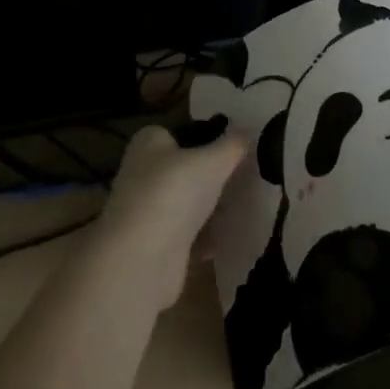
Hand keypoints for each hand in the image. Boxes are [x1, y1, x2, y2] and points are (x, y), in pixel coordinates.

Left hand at [100, 121, 248, 308]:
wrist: (142, 258)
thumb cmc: (174, 191)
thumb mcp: (213, 160)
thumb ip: (233, 144)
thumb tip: (247, 129)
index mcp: (148, 143)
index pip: (178, 132)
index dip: (205, 137)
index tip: (234, 148)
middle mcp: (142, 173)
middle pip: (183, 168)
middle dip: (211, 174)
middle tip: (245, 177)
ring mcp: (146, 210)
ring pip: (185, 202)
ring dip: (210, 206)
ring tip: (243, 205)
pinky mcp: (153, 244)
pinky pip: (186, 234)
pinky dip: (206, 236)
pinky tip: (229, 236)